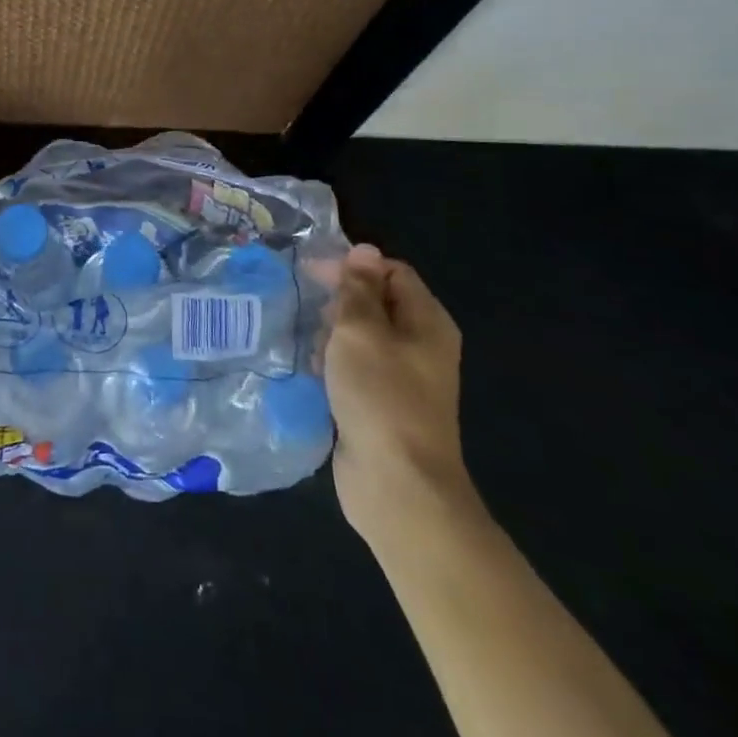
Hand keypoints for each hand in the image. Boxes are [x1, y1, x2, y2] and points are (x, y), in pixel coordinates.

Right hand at [320, 244, 476, 540]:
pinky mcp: (383, 405)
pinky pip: (356, 369)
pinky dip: (335, 365)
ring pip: (362, 337)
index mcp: (427, 321)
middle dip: (340, 302)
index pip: (391, 271)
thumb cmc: (380, 396)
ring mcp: (403, 378)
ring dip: (333, 335)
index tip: (312, 274)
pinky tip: (314, 374)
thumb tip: (364, 250)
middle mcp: (421, 345)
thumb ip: (358, 289)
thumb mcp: (360, 331)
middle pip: (377, 302)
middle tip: (311, 315)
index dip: (353, 267)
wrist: (397, 486)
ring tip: (312, 347)